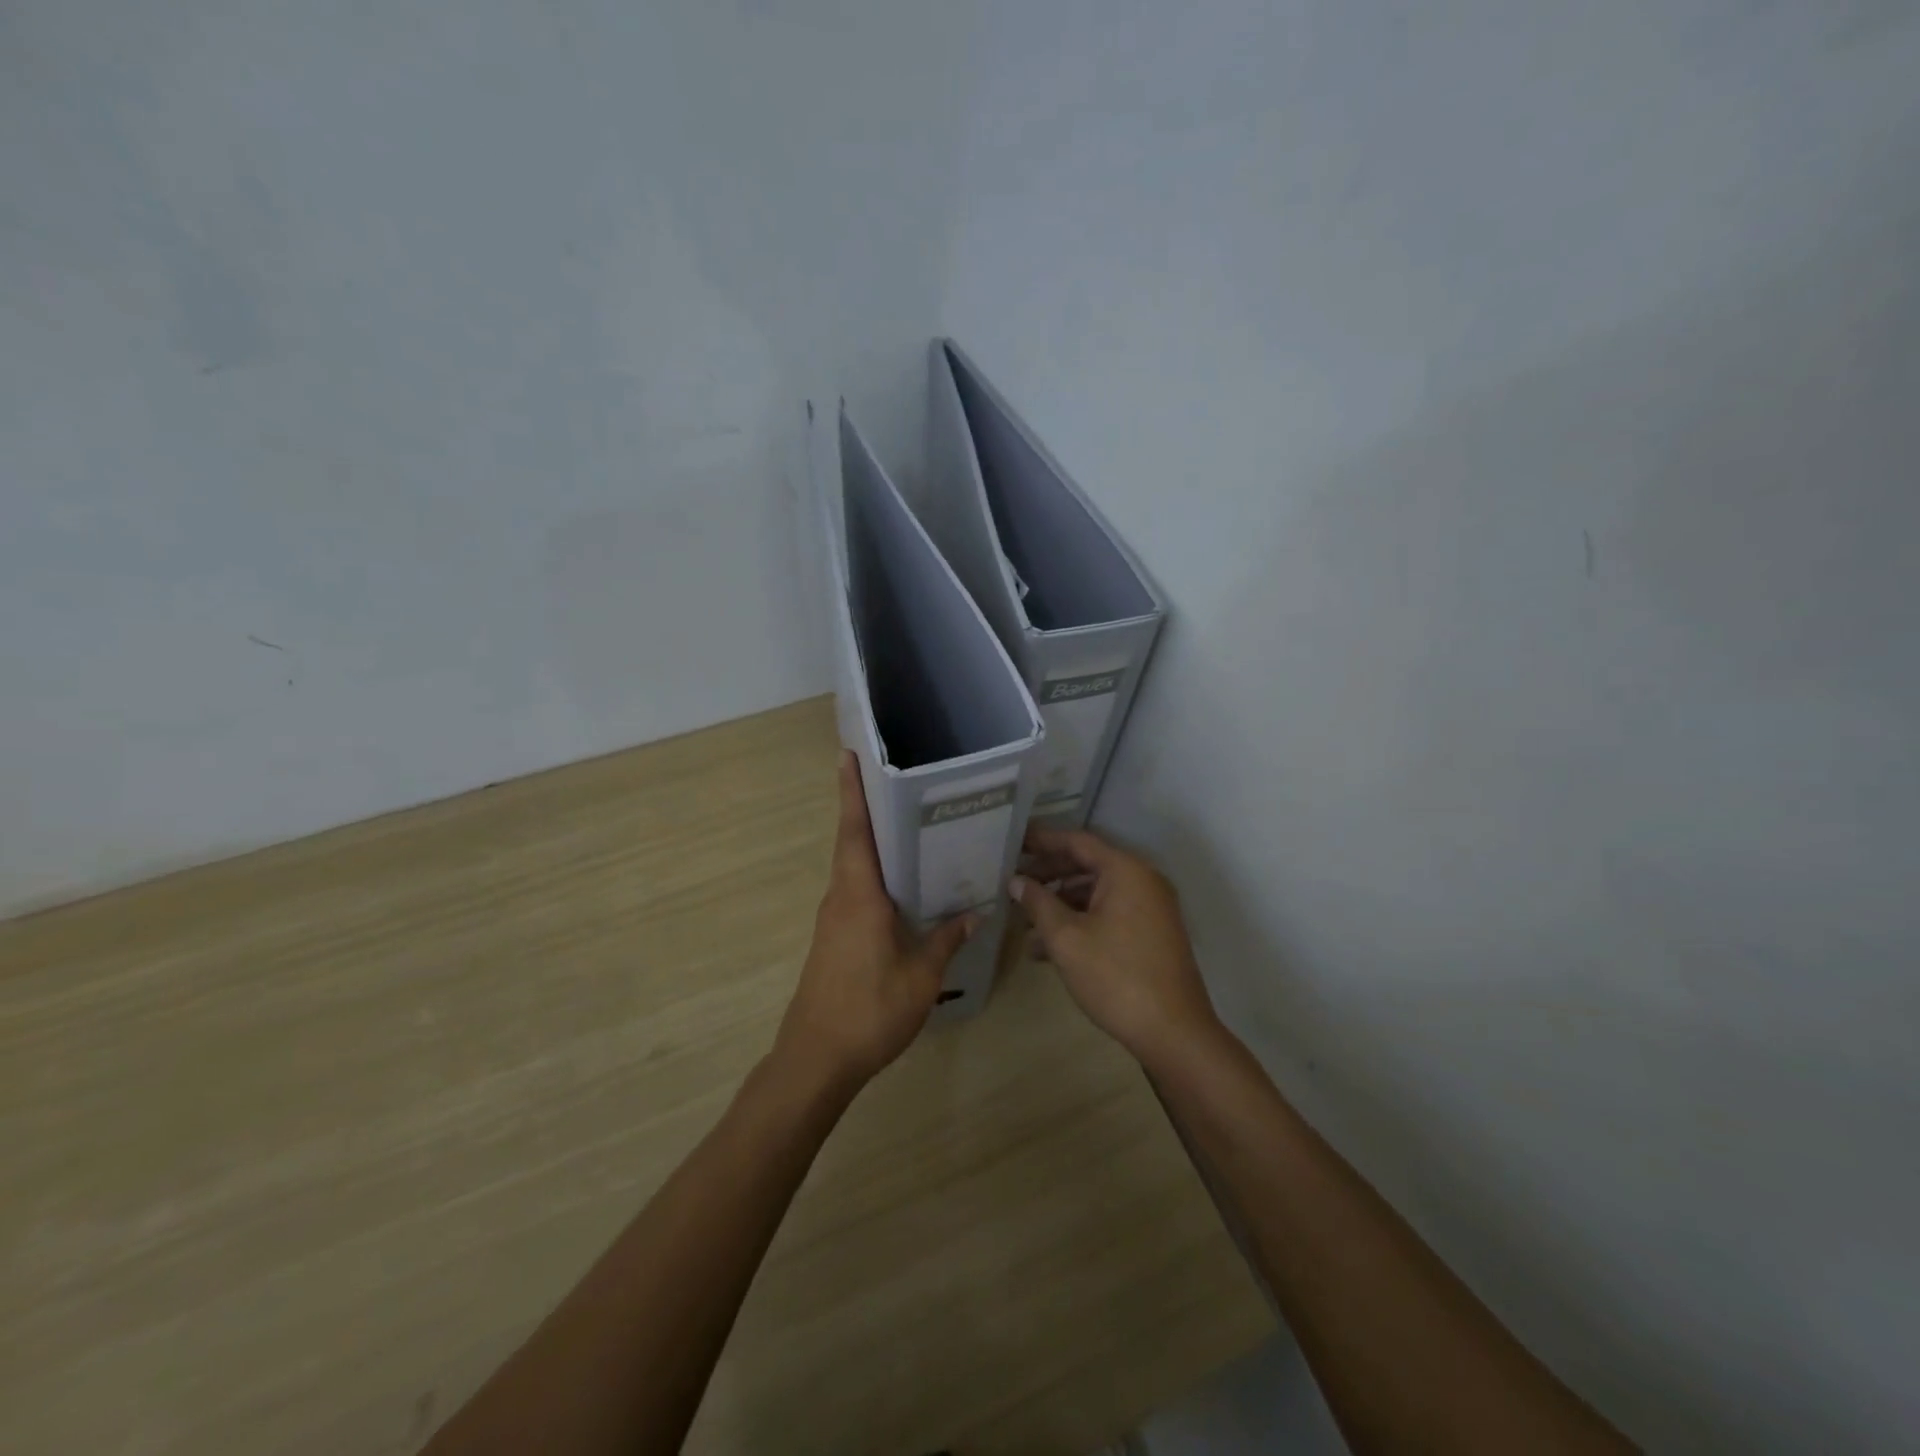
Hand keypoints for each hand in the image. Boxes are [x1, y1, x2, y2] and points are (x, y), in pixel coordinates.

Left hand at [775, 752, 977, 1089]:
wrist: (816, 1059)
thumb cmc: (869, 1011)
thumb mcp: (921, 976)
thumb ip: (946, 939)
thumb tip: (976, 911)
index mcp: (859, 895)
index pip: (854, 831)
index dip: (852, 792)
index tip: (848, 755)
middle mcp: (842, 897)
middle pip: (852, 840)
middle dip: (866, 806)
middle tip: (895, 776)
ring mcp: (835, 918)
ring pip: (853, 865)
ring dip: (871, 839)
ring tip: (908, 820)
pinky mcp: (835, 937)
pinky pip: (855, 889)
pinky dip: (873, 872)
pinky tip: (901, 881)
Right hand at [1012, 827, 1219, 1067]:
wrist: (1174, 1033)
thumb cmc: (1115, 977)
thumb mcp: (1066, 938)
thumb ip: (1038, 903)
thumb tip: (1016, 881)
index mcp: (1126, 871)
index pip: (1077, 841)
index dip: (1042, 840)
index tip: (1013, 841)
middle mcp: (1143, 881)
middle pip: (1087, 864)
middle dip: (1048, 873)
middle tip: (1013, 881)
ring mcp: (1151, 908)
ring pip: (1096, 892)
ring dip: (1060, 903)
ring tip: (1023, 921)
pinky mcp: (1151, 934)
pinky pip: (1109, 913)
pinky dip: (1081, 921)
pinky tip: (1048, 947)